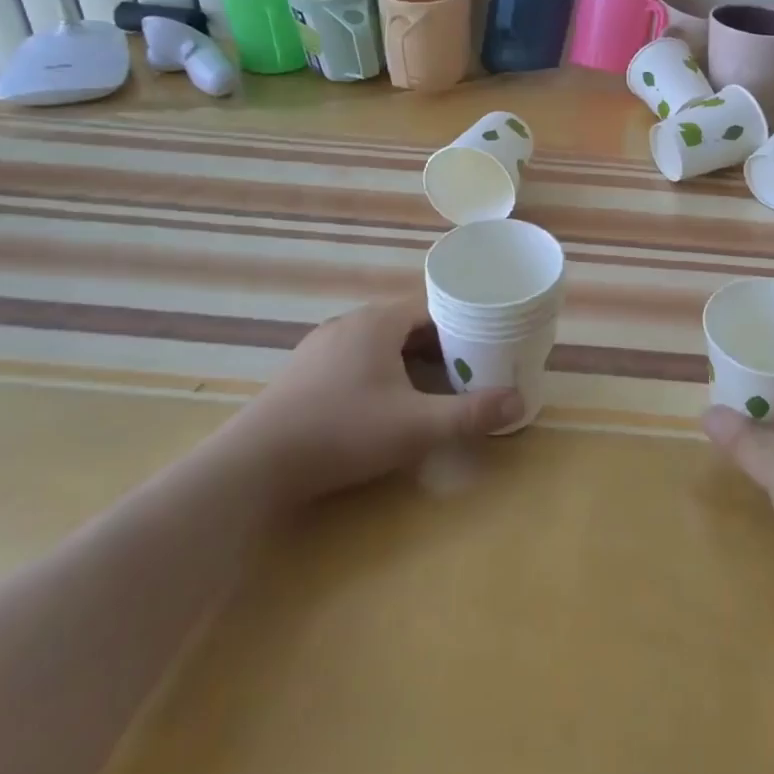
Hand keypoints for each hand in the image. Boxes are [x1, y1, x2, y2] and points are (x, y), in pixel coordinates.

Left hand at [216, 291, 523, 509]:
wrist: (254, 466)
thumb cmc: (344, 432)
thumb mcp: (417, 426)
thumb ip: (470, 413)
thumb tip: (519, 401)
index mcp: (378, 321)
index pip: (433, 307)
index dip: (463, 323)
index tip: (486, 343)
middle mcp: (349, 323)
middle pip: (407, 324)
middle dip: (439, 344)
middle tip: (468, 368)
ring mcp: (320, 347)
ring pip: (379, 342)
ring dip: (408, 358)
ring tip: (433, 384)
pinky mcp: (302, 373)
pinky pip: (354, 359)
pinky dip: (379, 371)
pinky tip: (382, 401)